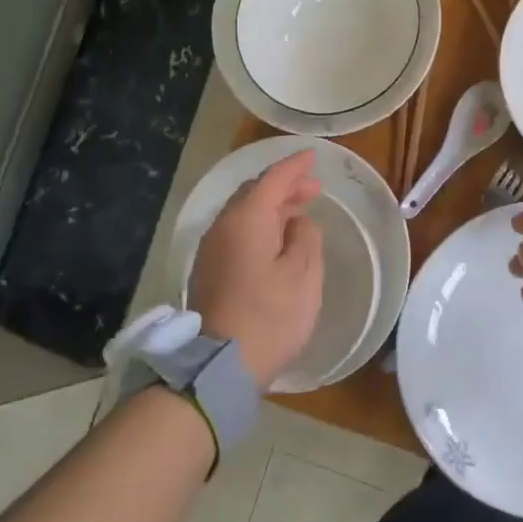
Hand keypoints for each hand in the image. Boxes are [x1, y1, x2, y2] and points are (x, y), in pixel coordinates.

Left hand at [189, 152, 324, 389]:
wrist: (221, 366)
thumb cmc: (270, 315)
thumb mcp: (302, 274)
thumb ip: (305, 238)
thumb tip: (297, 222)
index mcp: (247, 219)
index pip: (273, 179)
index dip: (295, 166)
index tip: (313, 156)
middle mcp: (223, 226)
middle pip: (253, 193)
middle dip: (283, 186)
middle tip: (312, 189)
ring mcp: (211, 250)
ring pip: (243, 214)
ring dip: (271, 208)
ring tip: (298, 213)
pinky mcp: (209, 271)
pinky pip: (236, 234)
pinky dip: (259, 227)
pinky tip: (276, 241)